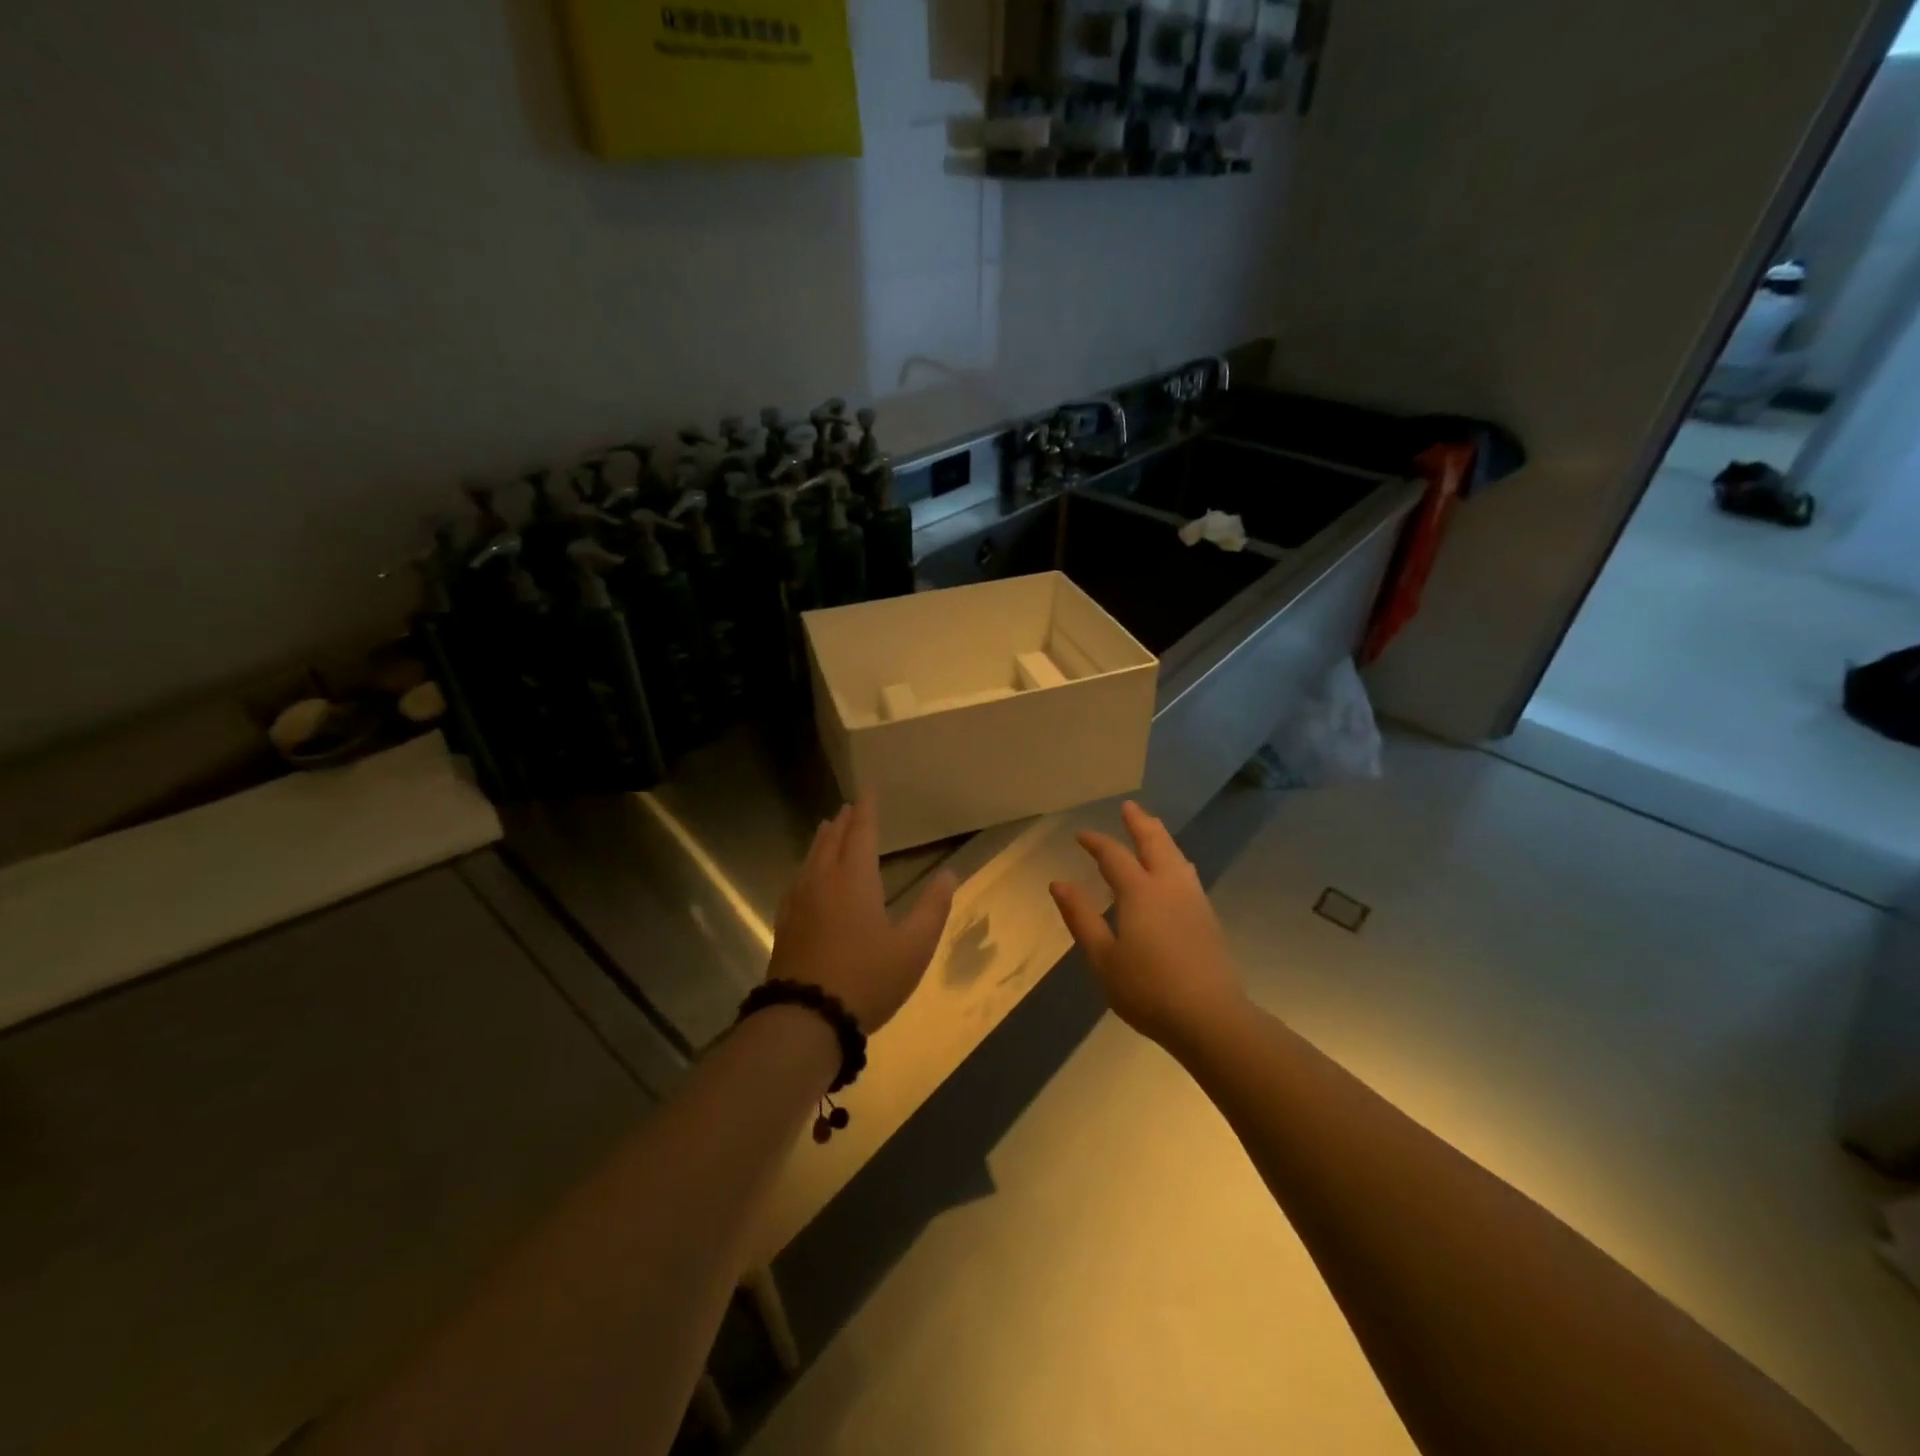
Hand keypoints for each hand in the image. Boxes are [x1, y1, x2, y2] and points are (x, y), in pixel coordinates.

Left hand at [768, 793, 955, 1033]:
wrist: (806, 1018)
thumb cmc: (867, 979)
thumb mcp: (913, 947)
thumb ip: (933, 908)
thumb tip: (949, 874)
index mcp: (854, 879)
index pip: (861, 832)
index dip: (866, 810)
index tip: (867, 790)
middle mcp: (823, 881)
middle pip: (831, 841)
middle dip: (843, 822)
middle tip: (849, 807)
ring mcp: (799, 902)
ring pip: (811, 859)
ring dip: (822, 840)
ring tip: (827, 829)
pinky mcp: (786, 924)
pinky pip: (797, 880)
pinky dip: (807, 866)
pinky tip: (806, 877)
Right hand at [1050, 801, 1246, 1048]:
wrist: (1211, 1017)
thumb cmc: (1148, 989)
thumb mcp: (1103, 958)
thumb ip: (1081, 917)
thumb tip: (1059, 883)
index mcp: (1139, 892)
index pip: (1114, 855)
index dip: (1096, 842)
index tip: (1081, 835)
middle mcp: (1169, 886)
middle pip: (1154, 842)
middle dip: (1139, 823)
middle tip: (1129, 807)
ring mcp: (1193, 900)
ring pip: (1176, 855)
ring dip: (1161, 837)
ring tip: (1152, 828)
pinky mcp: (1208, 917)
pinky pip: (1187, 873)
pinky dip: (1175, 859)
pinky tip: (1176, 869)